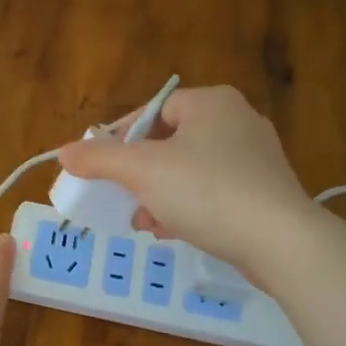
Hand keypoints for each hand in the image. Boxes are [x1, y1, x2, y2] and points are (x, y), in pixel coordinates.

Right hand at [55, 84, 308, 274]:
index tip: (103, 165)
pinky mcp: (265, 193)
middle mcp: (238, 121)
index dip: (122, 135)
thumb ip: (100, 158)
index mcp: (212, 103)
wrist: (281, 242)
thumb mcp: (142, 171)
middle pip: (170, 142)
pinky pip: (213, 193)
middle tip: (120, 195)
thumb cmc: (207, 192)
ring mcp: (256, 159)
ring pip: (190, 171)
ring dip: (159, 194)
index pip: (154, 110)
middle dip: (139, 173)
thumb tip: (64, 152)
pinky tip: (171, 231)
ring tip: (142, 221)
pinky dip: (188, 208)